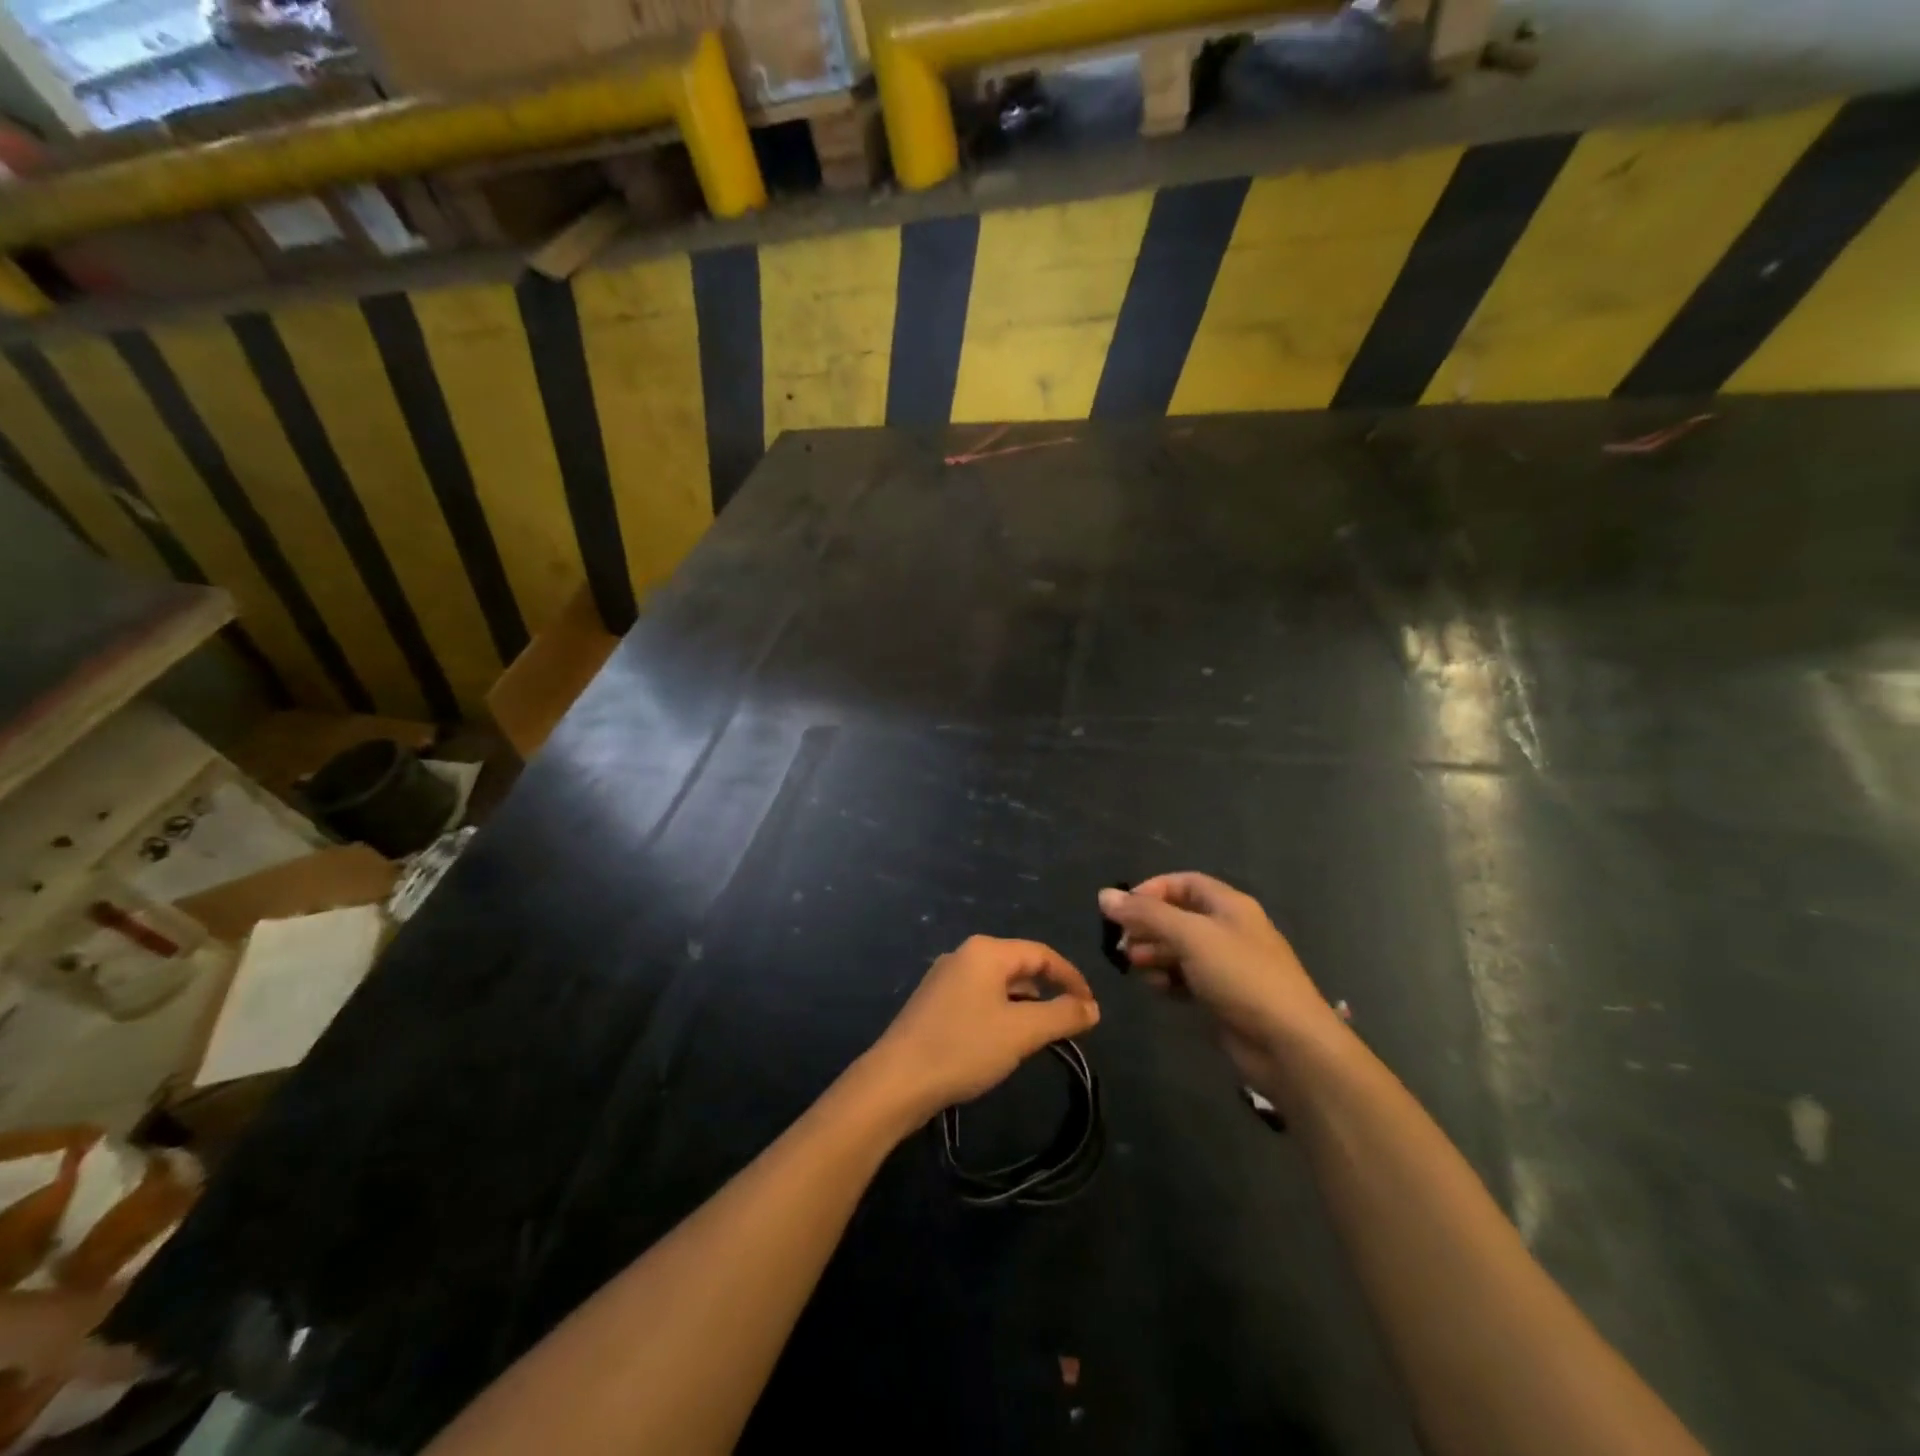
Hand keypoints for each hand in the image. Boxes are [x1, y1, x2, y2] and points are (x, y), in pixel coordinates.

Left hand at [867, 936, 1098, 1121]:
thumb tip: (1092, 1008)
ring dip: (1025, 1003)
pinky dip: (1001, 1011)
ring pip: (998, 982)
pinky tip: (1004, 1039)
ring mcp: (945, 977)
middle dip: (1049, 990)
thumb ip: (1062, 1016)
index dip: (1072, 978)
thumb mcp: (1022, 1033)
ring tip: (1042, 1033)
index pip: (1042, 954)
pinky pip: (979, 996)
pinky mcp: (933, 1001)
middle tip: (1070, 1022)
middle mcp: (964, 954)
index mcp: (986, 951)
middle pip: (1019, 964)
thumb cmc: (964, 1048)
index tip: (1092, 1009)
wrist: (897, 1080)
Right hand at [1098, 874, 1337, 1101]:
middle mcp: (1228, 930)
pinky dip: (1168, 979)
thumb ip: (1146, 914)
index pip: (1184, 883)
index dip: (1152, 890)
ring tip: (1134, 967)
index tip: (1122, 908)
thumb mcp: (1191, 937)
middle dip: (1147, 926)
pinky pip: (1186, 979)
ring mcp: (1226, 966)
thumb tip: (1104, 895)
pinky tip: (1156, 989)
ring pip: (1179, 950)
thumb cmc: (1240, 976)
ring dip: (1154, 954)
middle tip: (1123, 944)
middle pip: (1178, 917)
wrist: (1287, 1044)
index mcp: (1229, 905)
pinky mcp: (1222, 997)